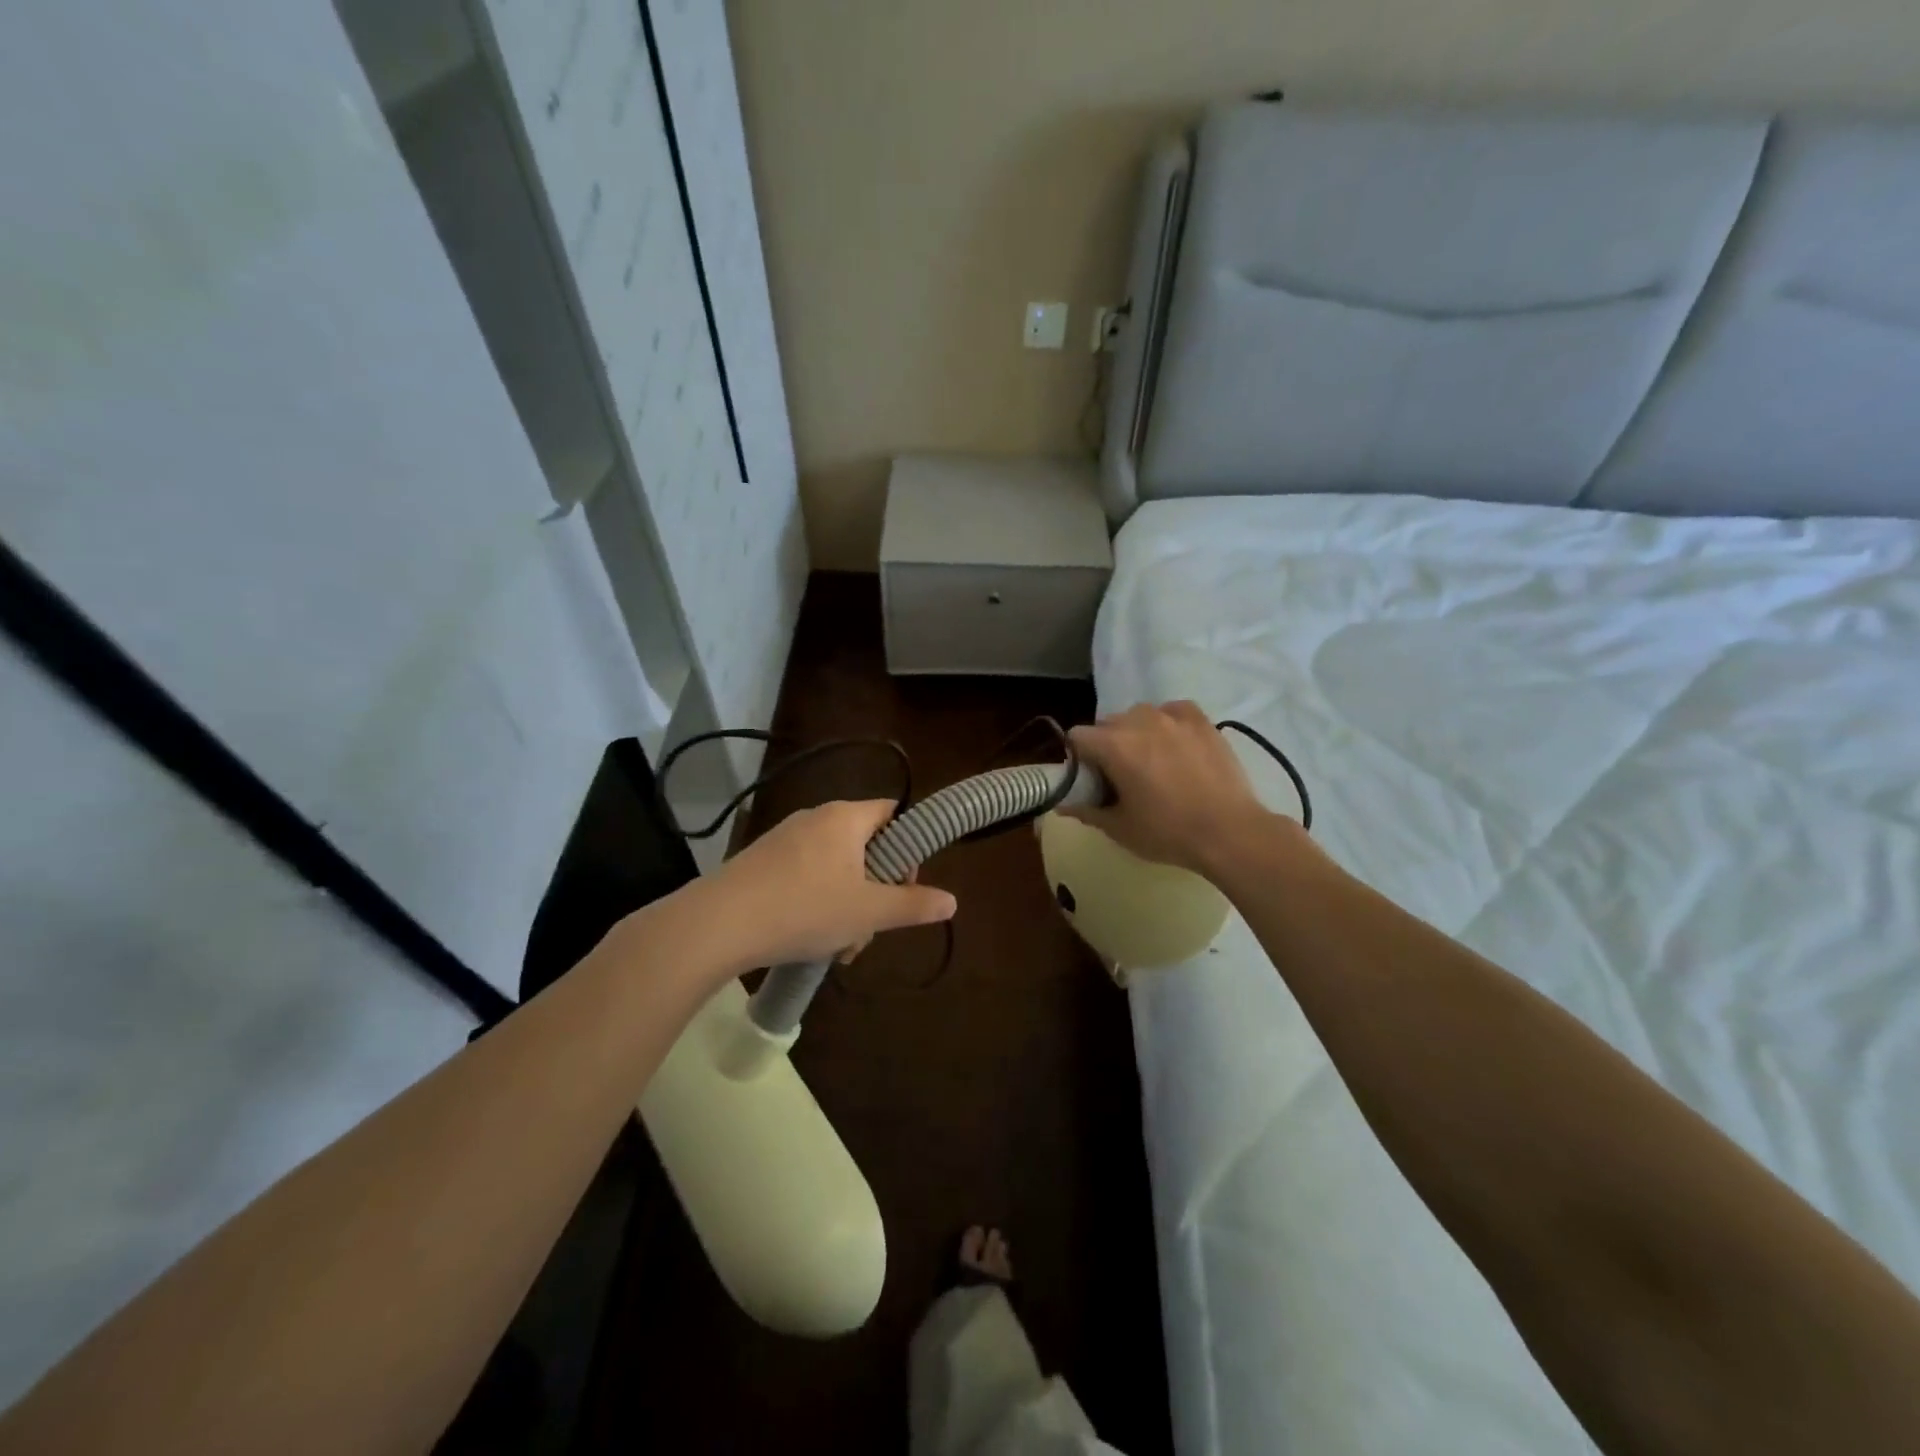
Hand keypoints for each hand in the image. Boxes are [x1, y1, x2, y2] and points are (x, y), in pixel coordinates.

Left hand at [701, 800, 956, 969]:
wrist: (718, 924)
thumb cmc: (804, 909)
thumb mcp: (867, 912)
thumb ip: (913, 905)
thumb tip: (953, 901)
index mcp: (845, 817)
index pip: (892, 813)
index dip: (907, 847)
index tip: (905, 886)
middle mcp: (815, 817)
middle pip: (865, 846)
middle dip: (875, 889)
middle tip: (870, 928)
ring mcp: (784, 838)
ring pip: (835, 867)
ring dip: (847, 904)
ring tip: (838, 946)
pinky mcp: (761, 861)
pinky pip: (805, 875)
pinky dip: (816, 902)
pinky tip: (807, 938)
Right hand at [1066, 701, 1281, 877]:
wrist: (1229, 832)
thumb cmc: (1168, 832)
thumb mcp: (1119, 828)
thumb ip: (1086, 810)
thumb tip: (1062, 803)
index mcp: (1113, 745)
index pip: (1077, 736)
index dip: (1078, 756)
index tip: (1090, 778)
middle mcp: (1139, 721)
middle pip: (1107, 724)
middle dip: (1106, 745)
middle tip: (1120, 775)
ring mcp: (1173, 716)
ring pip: (1139, 715)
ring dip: (1136, 732)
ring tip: (1152, 760)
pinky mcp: (1200, 720)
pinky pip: (1172, 710)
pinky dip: (1167, 723)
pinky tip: (1175, 745)